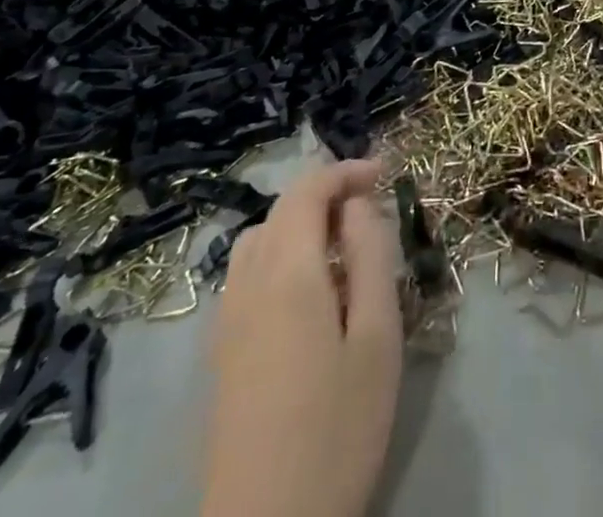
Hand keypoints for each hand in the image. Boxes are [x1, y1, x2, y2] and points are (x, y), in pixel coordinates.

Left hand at [203, 161, 401, 516]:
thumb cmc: (336, 431)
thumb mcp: (377, 338)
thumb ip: (371, 257)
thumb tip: (359, 207)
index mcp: (287, 274)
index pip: (308, 190)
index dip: (344, 171)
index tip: (383, 174)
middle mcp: (247, 285)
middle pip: (280, 211)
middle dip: (325, 195)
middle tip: (370, 210)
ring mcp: (226, 322)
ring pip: (257, 242)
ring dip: (299, 225)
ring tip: (340, 248)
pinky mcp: (219, 355)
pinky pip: (246, 276)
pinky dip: (279, 256)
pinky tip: (308, 294)